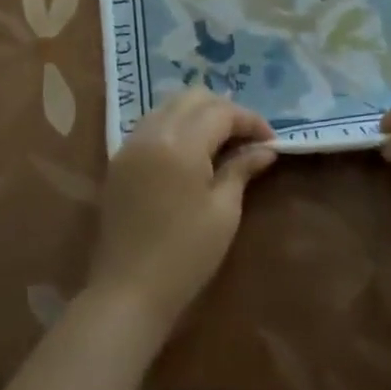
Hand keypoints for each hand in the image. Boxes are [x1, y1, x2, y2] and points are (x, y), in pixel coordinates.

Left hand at [86, 89, 278, 336]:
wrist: (127, 292)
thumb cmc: (185, 255)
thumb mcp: (223, 212)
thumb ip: (241, 169)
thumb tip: (264, 150)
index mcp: (181, 143)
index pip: (221, 112)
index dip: (250, 121)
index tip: (271, 142)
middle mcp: (153, 132)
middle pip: (193, 97)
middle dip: (224, 109)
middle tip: (247, 137)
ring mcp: (131, 144)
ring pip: (169, 106)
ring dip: (198, 113)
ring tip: (221, 141)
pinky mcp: (120, 160)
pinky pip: (152, 124)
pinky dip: (175, 125)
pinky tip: (191, 150)